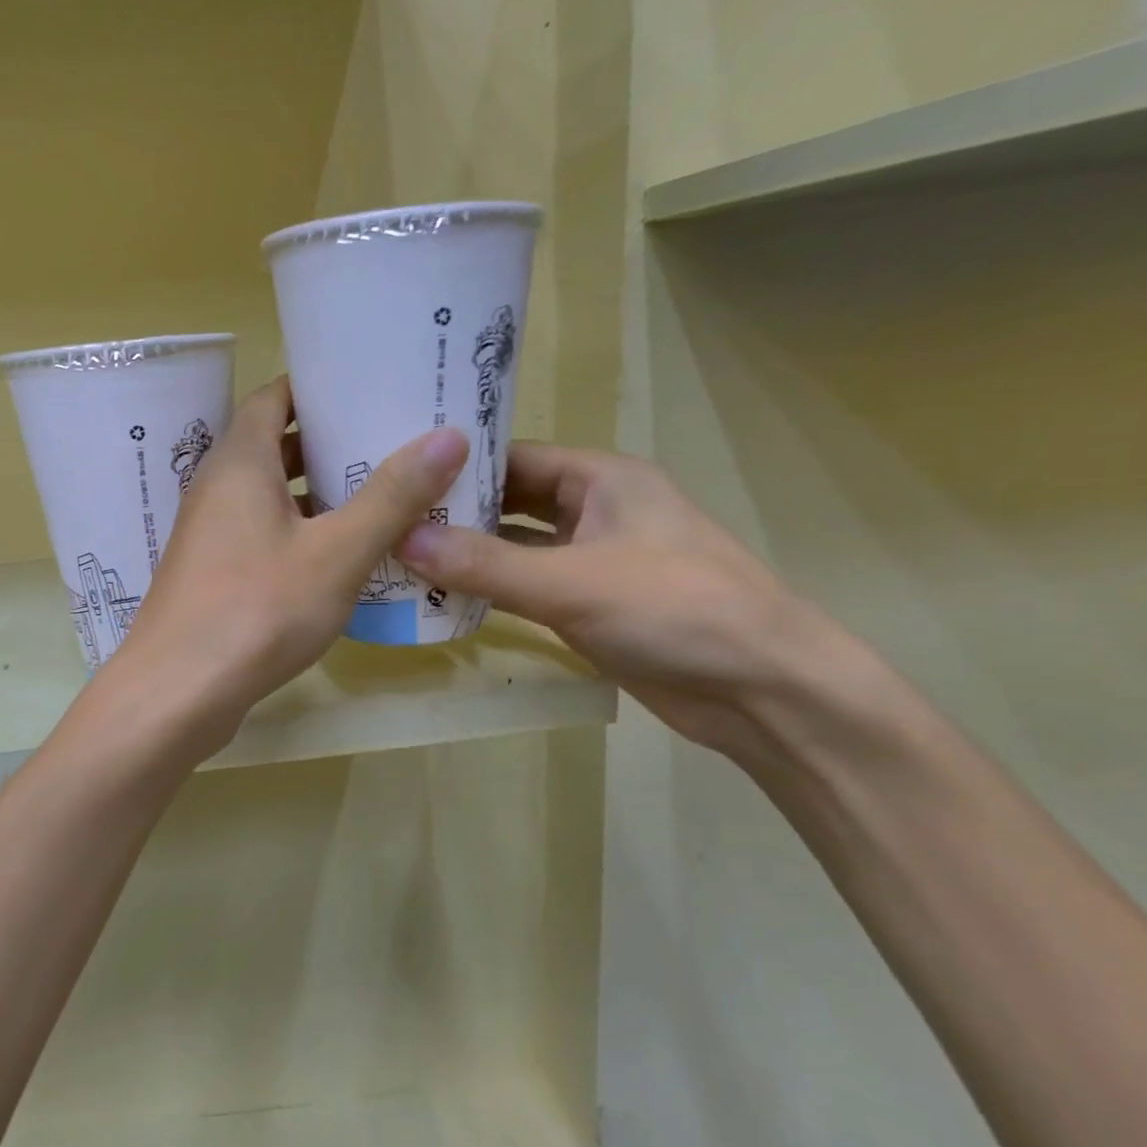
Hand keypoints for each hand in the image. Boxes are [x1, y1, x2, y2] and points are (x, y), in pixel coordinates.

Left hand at [109, 376, 468, 749]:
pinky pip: (264, 534)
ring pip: (272, 495)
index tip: (372, 385)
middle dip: (331, 441)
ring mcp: (211, 533)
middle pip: (276, 444)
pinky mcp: (214, 573)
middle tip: (393, 442)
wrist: (178, 693)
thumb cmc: (257, 610)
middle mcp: (218, 487)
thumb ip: (392, 496)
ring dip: (320, 493)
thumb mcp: (337, 552)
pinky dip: (302, 532)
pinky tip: (345, 556)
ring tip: (384, 496)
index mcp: (240, 461)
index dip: (320, 386)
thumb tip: (449, 435)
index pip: (276, 395)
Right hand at [396, 444, 845, 755]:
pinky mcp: (589, 604)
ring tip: (397, 558)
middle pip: (508, 502)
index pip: (512, 457)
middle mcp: (594, 509)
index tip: (394, 477)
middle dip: (454, 513)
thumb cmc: (674, 609)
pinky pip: (525, 587)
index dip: (455, 466)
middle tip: (384, 521)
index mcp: (601, 479)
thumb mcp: (571, 582)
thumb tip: (400, 539)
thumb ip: (484, 564)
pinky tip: (439, 599)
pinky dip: (487, 591)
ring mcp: (591, 559)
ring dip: (466, 555)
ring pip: (514, 547)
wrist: (762, 689)